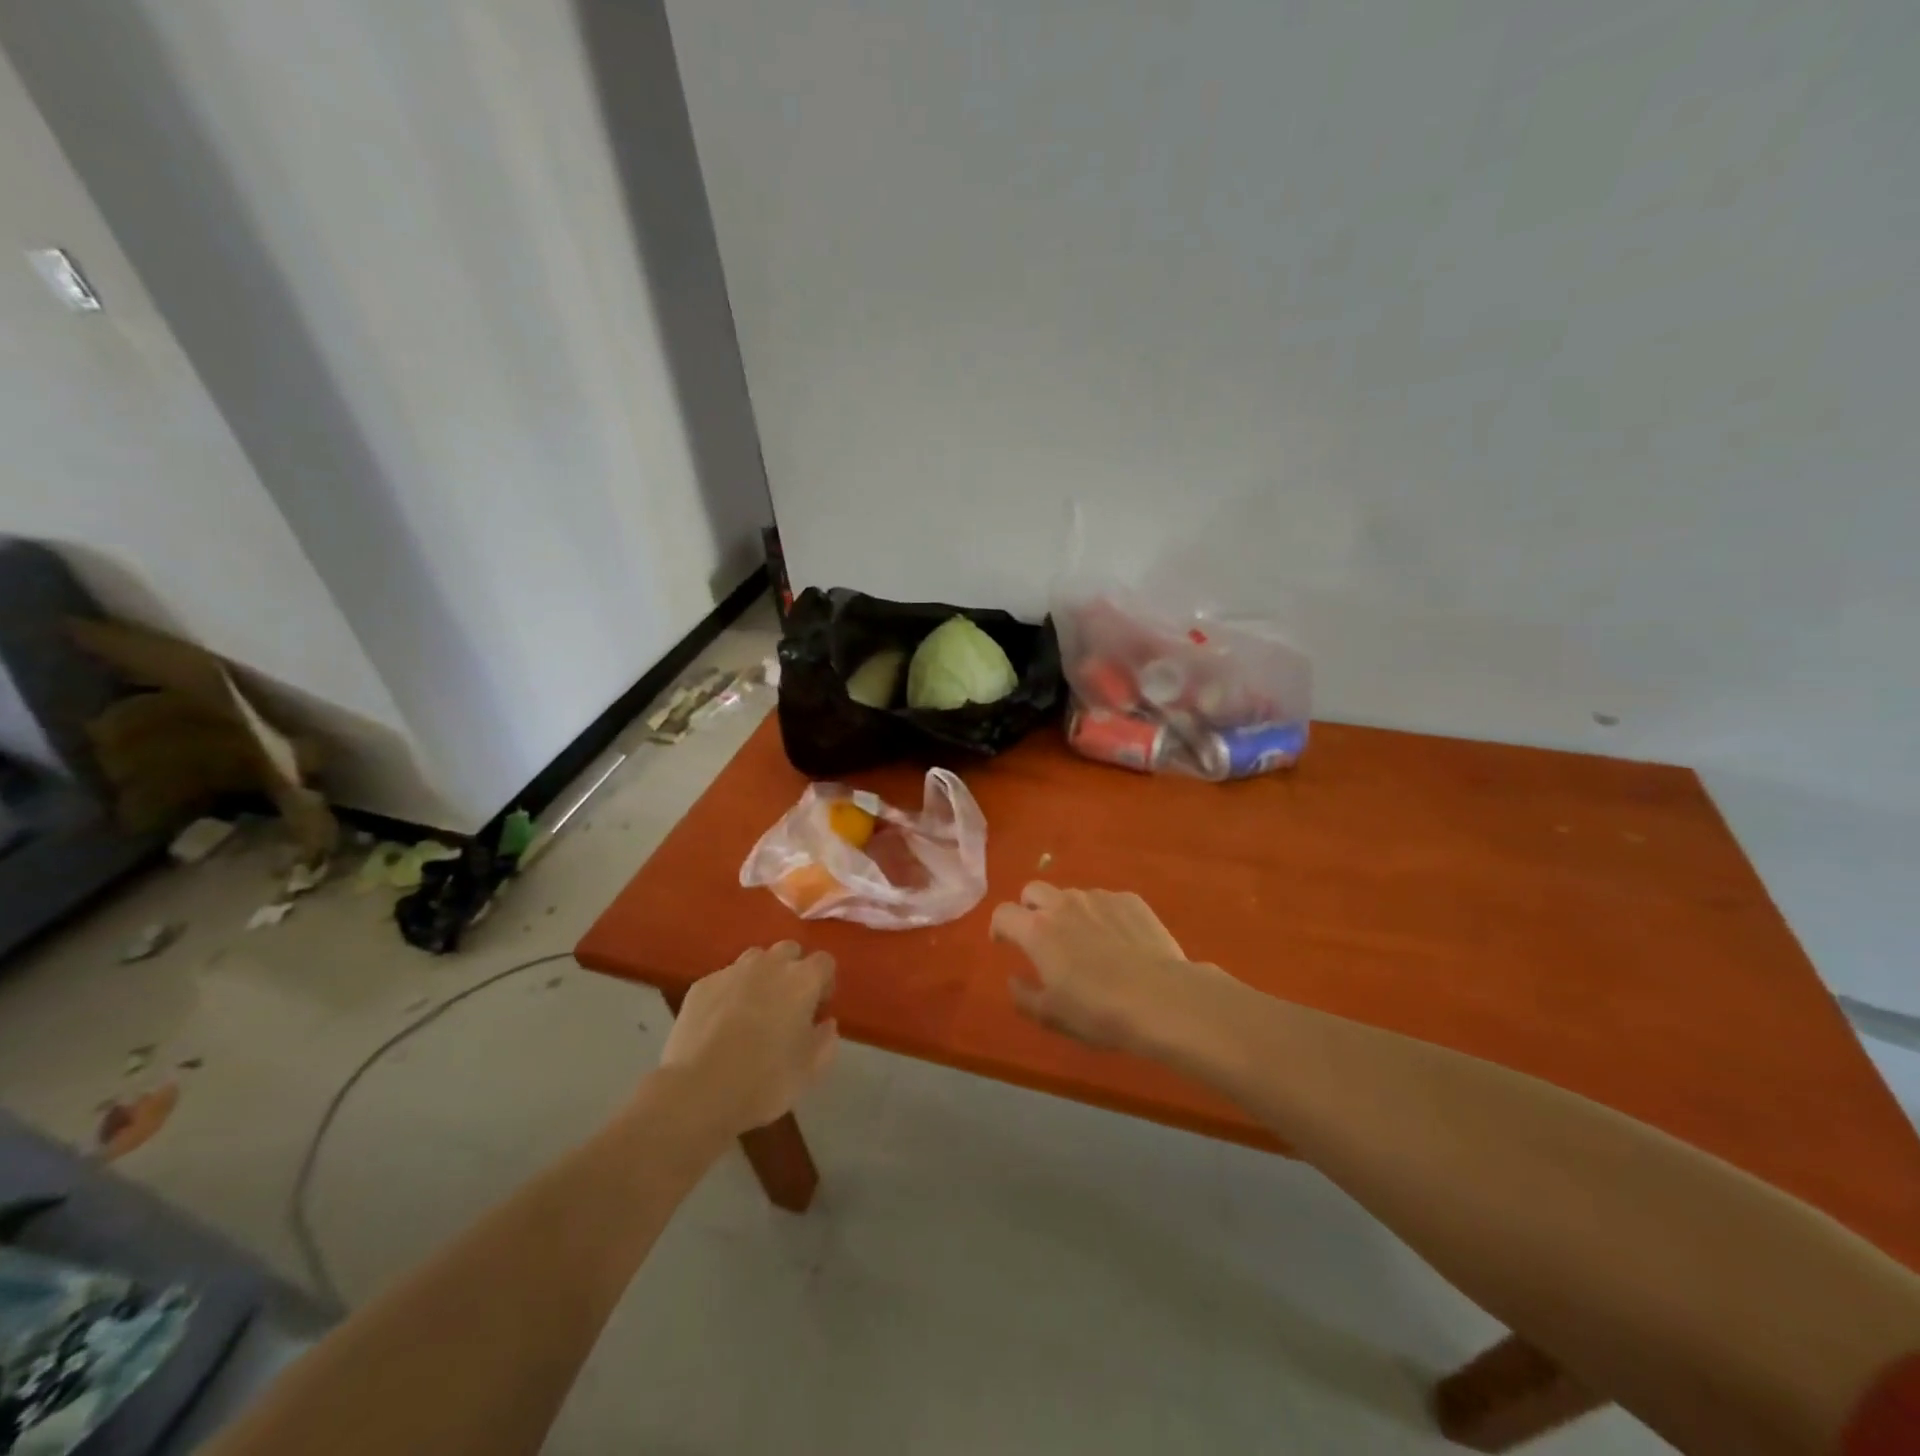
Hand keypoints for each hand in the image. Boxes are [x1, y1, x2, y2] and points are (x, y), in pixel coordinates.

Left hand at [658, 943, 837, 1136]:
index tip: (817, 1011)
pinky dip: (729, 994)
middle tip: (786, 1007)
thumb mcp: (810, 1070)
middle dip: (792, 971)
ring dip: (761, 977)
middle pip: (789, 951)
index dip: (824, 984)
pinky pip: (724, 980)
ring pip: (755, 960)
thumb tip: (825, 1023)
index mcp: (802, 980)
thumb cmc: (764, 1081)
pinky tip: (720, 1024)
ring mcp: (732, 971)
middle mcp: (769, 964)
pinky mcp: (701, 985)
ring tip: (752, 1012)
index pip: (824, 962)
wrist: (697, 1093)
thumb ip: (826, 1040)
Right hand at [991, 883, 1224, 1057]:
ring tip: (1085, 941)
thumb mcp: (1052, 1016)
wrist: (1162, 999)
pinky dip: (1102, 916)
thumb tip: (1014, 980)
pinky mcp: (1130, 900)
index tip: (1003, 943)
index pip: (1003, 913)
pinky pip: (1106, 901)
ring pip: (1072, 895)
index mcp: (1037, 930)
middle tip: (1041, 935)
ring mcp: (1099, 897)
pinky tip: (1118, 941)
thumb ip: (1024, 996)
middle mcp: (1064, 903)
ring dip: (1068, 912)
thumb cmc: (1099, 1011)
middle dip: (1030, 908)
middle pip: (1034, 891)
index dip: (999, 927)